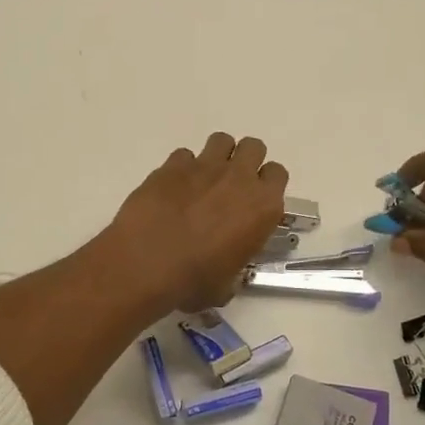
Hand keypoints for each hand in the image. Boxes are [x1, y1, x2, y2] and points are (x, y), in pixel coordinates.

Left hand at [105, 133, 288, 313]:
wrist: (146, 262)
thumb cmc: (193, 280)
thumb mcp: (226, 284)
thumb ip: (234, 268)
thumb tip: (225, 274)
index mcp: (263, 206)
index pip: (278, 175)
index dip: (266, 185)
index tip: (253, 200)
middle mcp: (239, 178)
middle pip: (254, 147)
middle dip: (245, 160)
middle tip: (230, 184)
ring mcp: (205, 166)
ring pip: (222, 140)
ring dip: (217, 156)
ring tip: (203, 179)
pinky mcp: (172, 165)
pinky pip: (184, 155)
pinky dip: (181, 167)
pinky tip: (172, 188)